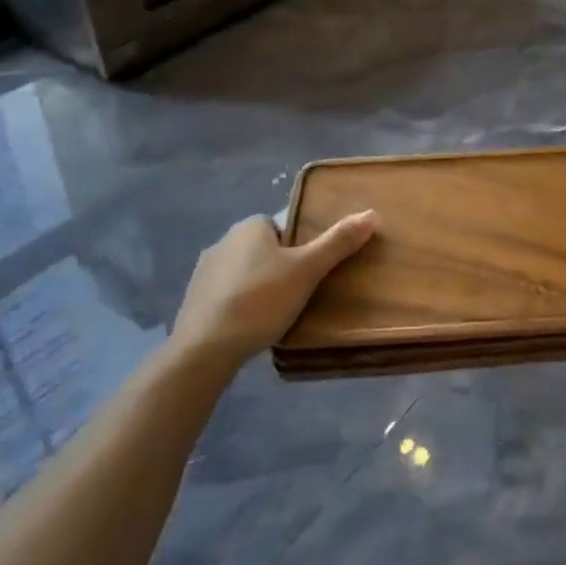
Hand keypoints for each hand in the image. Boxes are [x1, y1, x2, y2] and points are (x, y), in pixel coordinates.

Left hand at [171, 211, 376, 365]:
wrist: (203, 351)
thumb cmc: (260, 301)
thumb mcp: (307, 270)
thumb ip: (338, 242)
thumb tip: (372, 214)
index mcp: (249, 226)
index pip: (284, 226)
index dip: (301, 247)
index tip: (311, 272)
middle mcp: (224, 241)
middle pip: (265, 249)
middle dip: (281, 268)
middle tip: (300, 294)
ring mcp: (204, 272)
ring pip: (245, 273)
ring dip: (259, 288)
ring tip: (277, 314)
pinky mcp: (193, 301)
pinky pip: (227, 296)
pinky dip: (240, 306)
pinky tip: (251, 327)